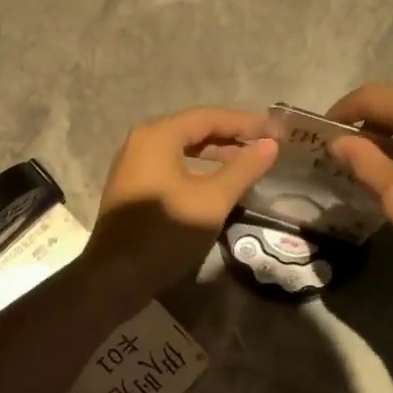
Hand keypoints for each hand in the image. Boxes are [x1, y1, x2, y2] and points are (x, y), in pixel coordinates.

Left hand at [86, 108, 278, 298]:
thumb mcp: (212, 200)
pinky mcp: (132, 188)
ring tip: (245, 163)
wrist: (117, 275)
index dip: (244, 123)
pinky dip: (195, 169)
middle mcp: (141, 142)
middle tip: (263, 145)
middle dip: (229, 136)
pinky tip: (215, 183)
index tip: (274, 131)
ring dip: (214, 154)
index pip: (208, 117)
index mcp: (157, 136)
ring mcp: (133, 166)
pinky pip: (170, 167)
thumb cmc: (166, 232)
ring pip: (181, 149)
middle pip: (192, 129)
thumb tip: (270, 145)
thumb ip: (243, 169)